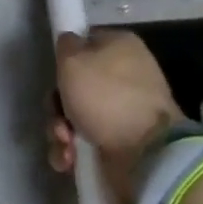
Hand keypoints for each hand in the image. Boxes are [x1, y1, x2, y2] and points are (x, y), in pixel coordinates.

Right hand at [47, 30, 185, 203]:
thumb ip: (65, 45)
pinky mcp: (120, 140)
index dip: (64, 60)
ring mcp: (123, 110)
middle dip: (57, 106)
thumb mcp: (73, 59)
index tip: (57, 76)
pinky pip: (84, 140)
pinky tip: (70, 159)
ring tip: (66, 143)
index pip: (83, 44)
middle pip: (74, 85)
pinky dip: (72, 150)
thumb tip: (70, 45)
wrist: (145, 152)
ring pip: (74, 115)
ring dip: (60, 131)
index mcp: (120, 46)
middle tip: (59, 117)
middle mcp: (124, 75)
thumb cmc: (106, 96)